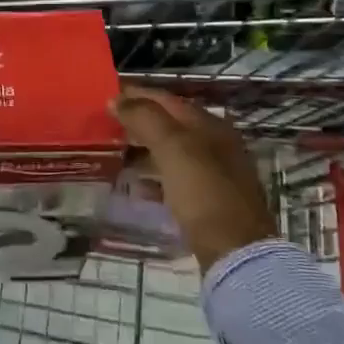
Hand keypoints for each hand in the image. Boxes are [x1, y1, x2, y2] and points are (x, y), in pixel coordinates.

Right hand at [113, 88, 276, 273]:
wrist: (236, 251)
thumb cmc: (203, 192)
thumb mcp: (173, 148)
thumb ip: (145, 119)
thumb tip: (117, 99)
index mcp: (209, 125)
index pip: (167, 99)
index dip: (137, 93)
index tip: (107, 92)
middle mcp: (215, 143)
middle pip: (170, 123)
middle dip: (139, 120)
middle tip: (107, 122)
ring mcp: (215, 173)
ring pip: (172, 150)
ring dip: (144, 147)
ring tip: (115, 150)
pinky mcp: (210, 200)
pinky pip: (175, 178)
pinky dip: (154, 176)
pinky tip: (136, 185)